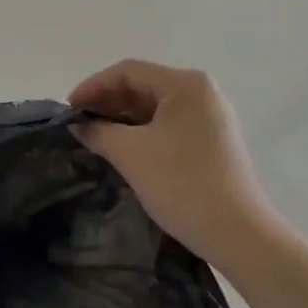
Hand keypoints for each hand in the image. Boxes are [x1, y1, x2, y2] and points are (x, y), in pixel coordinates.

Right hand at [70, 60, 277, 276]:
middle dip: (107, 102)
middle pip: (143, 85)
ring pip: (155, 106)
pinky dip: (142, 131)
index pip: (128, 71)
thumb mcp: (130, 154)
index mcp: (186, 84)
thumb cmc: (182, 184)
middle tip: (78, 123)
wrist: (239, 236)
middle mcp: (202, 92)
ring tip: (94, 136)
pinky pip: (168, 124)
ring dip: (122, 118)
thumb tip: (78, 125)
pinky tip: (122, 147)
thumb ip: (98, 131)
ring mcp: (211, 117)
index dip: (93, 86)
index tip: (68, 109)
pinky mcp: (213, 141)